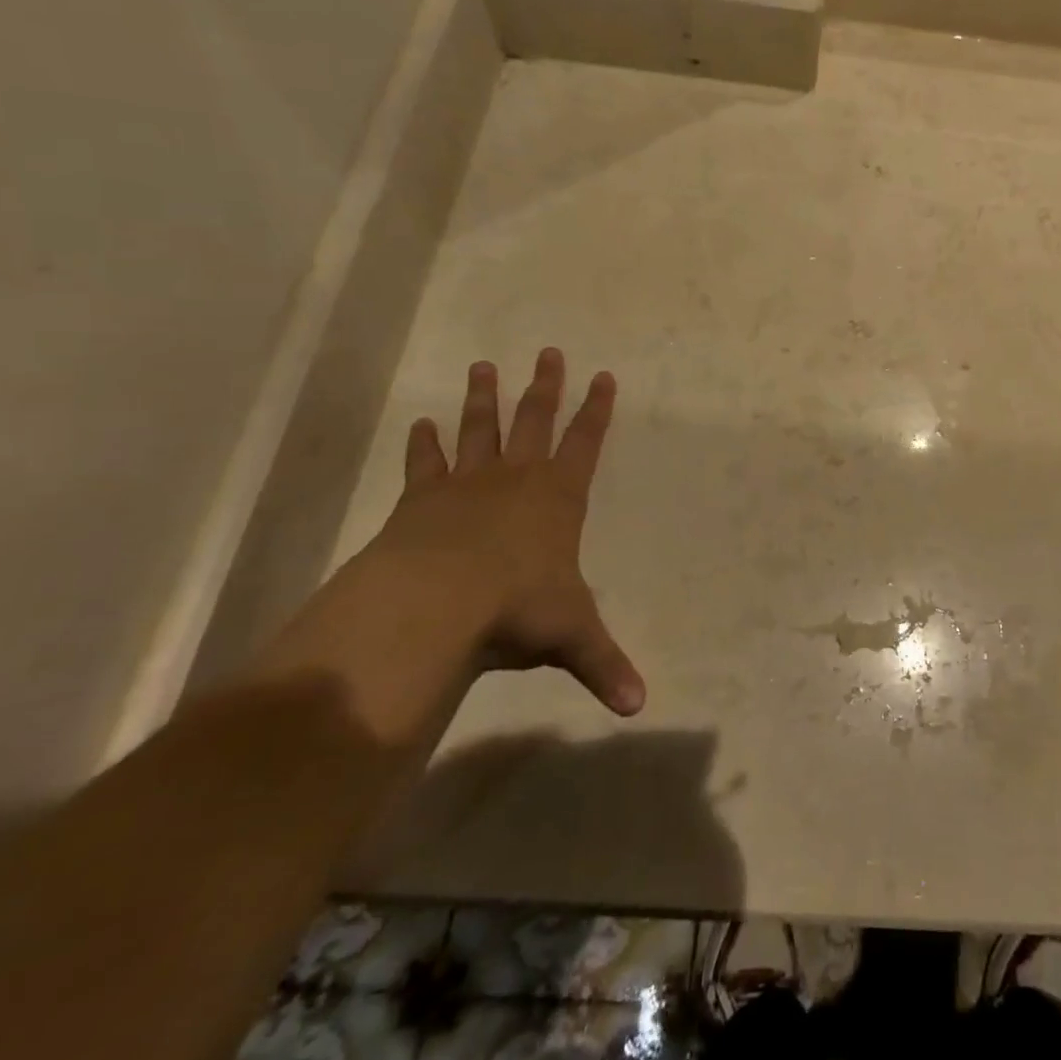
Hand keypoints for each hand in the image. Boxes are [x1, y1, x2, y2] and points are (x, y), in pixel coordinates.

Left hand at [359, 349, 645, 715]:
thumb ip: (603, 663)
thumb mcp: (569, 634)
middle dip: (545, 388)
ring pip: (480, 430)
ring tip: (484, 366)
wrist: (436, 602)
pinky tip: (422, 424)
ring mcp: (466, 485)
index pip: (586, 443)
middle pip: (534, 421)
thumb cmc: (515, 607)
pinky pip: (425, 464)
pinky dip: (424, 444)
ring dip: (485, 399)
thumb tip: (639, 707)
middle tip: (548, 352)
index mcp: (557, 499)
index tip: (602, 375)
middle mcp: (516, 480)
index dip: (596, 410)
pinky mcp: (421, 500)